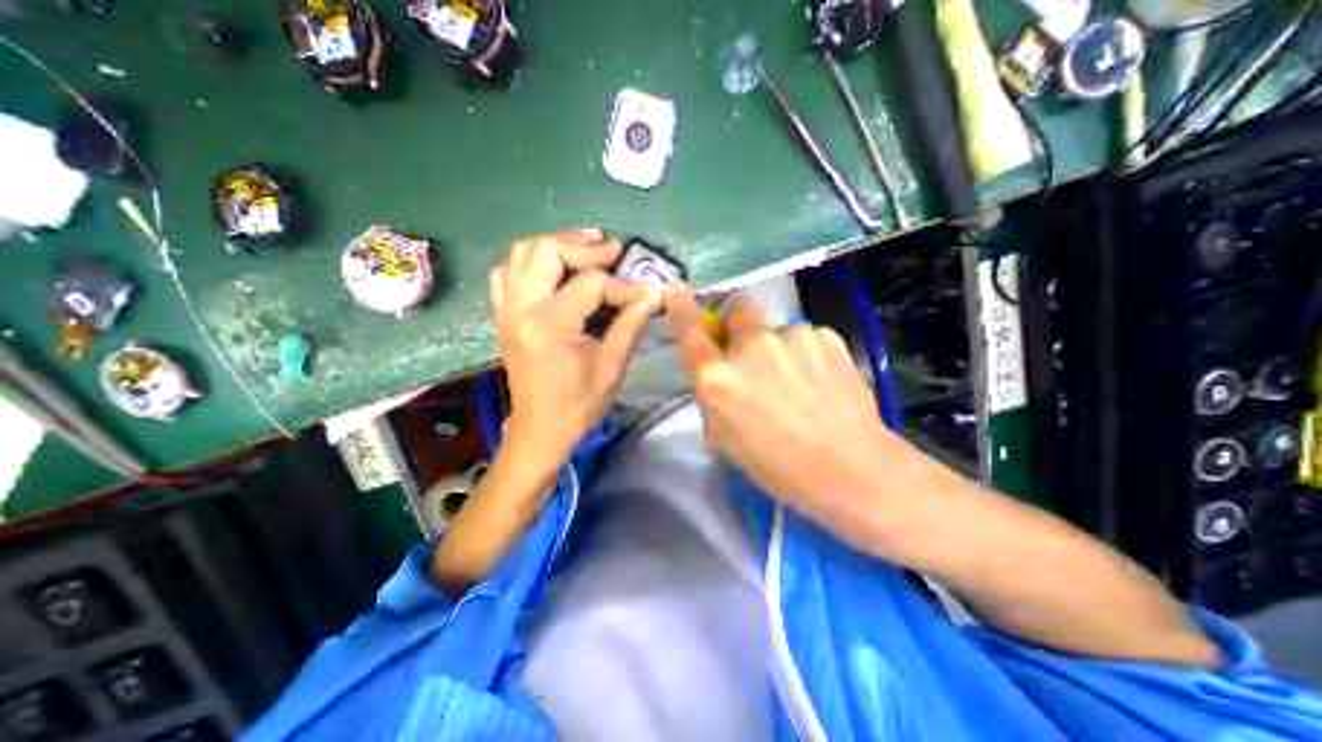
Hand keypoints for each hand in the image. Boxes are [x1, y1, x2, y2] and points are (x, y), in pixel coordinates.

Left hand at [489, 229, 660, 465]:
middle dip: (584, 246)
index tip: (644, 294)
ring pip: (522, 253)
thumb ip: (631, 324)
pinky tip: (553, 269)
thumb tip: (653, 294)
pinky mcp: (502, 315)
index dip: (623, 286)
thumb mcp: (612, 367)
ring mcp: (505, 310)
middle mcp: (521, 309)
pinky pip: (507, 272)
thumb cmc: (578, 405)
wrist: (540, 430)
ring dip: (557, 244)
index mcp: (550, 325)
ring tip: (587, 247)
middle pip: (547, 251)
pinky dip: (531, 261)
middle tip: (613, 250)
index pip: (591, 284)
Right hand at [668, 288, 916, 540]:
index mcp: (719, 378)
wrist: (850, 469)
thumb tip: (720, 372)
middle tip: (756, 356)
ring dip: (779, 348)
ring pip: (776, 330)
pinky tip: (822, 381)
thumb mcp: (725, 437)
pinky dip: (807, 353)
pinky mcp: (825, 336)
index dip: (681, 308)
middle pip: (738, 311)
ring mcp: (791, 337)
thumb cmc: (777, 466)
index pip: (690, 333)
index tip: (677, 289)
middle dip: (740, 327)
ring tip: (799, 383)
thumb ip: (714, 395)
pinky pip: (806, 338)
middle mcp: (751, 347)